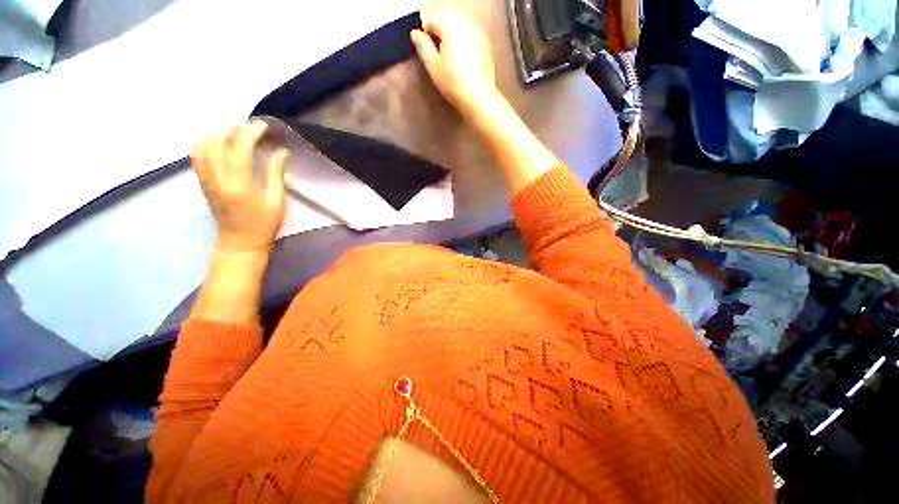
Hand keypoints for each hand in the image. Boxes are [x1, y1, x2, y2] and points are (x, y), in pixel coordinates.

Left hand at [192, 121, 288, 250]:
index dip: (250, 132)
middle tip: (252, 128)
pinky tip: (220, 143)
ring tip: (237, 133)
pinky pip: (197, 155)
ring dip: (219, 133)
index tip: (263, 126)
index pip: (239, 148)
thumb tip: (280, 151)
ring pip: (203, 145)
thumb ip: (275, 173)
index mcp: (239, 184)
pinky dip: (207, 142)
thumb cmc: (264, 224)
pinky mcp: (202, 182)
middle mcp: (217, 178)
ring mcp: (206, 179)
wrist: (240, 242)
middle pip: (217, 142)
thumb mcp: (276, 201)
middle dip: (234, 129)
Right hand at [411, 11, 497, 116]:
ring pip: (460, 29)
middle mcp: (466, 24)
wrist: (478, 97)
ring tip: (452, 61)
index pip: (432, 20)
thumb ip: (422, 46)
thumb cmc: (453, 82)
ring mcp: (479, 34)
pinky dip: (465, 46)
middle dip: (441, 35)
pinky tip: (464, 64)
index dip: (426, 35)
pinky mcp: (487, 46)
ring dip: (453, 39)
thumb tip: (415, 33)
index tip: (428, 52)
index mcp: (450, 26)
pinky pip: (471, 38)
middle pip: (448, 21)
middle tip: (440, 57)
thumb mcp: (432, 65)